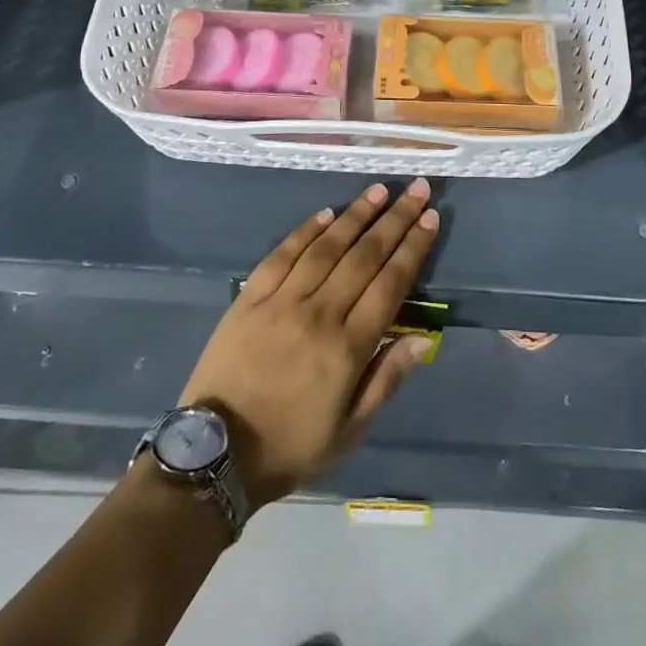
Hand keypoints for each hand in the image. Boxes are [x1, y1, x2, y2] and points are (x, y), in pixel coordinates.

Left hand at [177, 180, 439, 511]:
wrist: (215, 456)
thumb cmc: (290, 445)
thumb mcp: (349, 431)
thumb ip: (385, 379)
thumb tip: (423, 338)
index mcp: (347, 348)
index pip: (390, 284)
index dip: (413, 248)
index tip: (430, 218)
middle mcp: (318, 314)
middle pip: (364, 256)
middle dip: (395, 219)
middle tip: (416, 190)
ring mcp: (281, 301)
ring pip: (326, 247)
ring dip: (356, 214)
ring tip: (380, 190)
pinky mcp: (250, 297)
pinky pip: (282, 254)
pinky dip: (306, 230)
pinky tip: (326, 212)